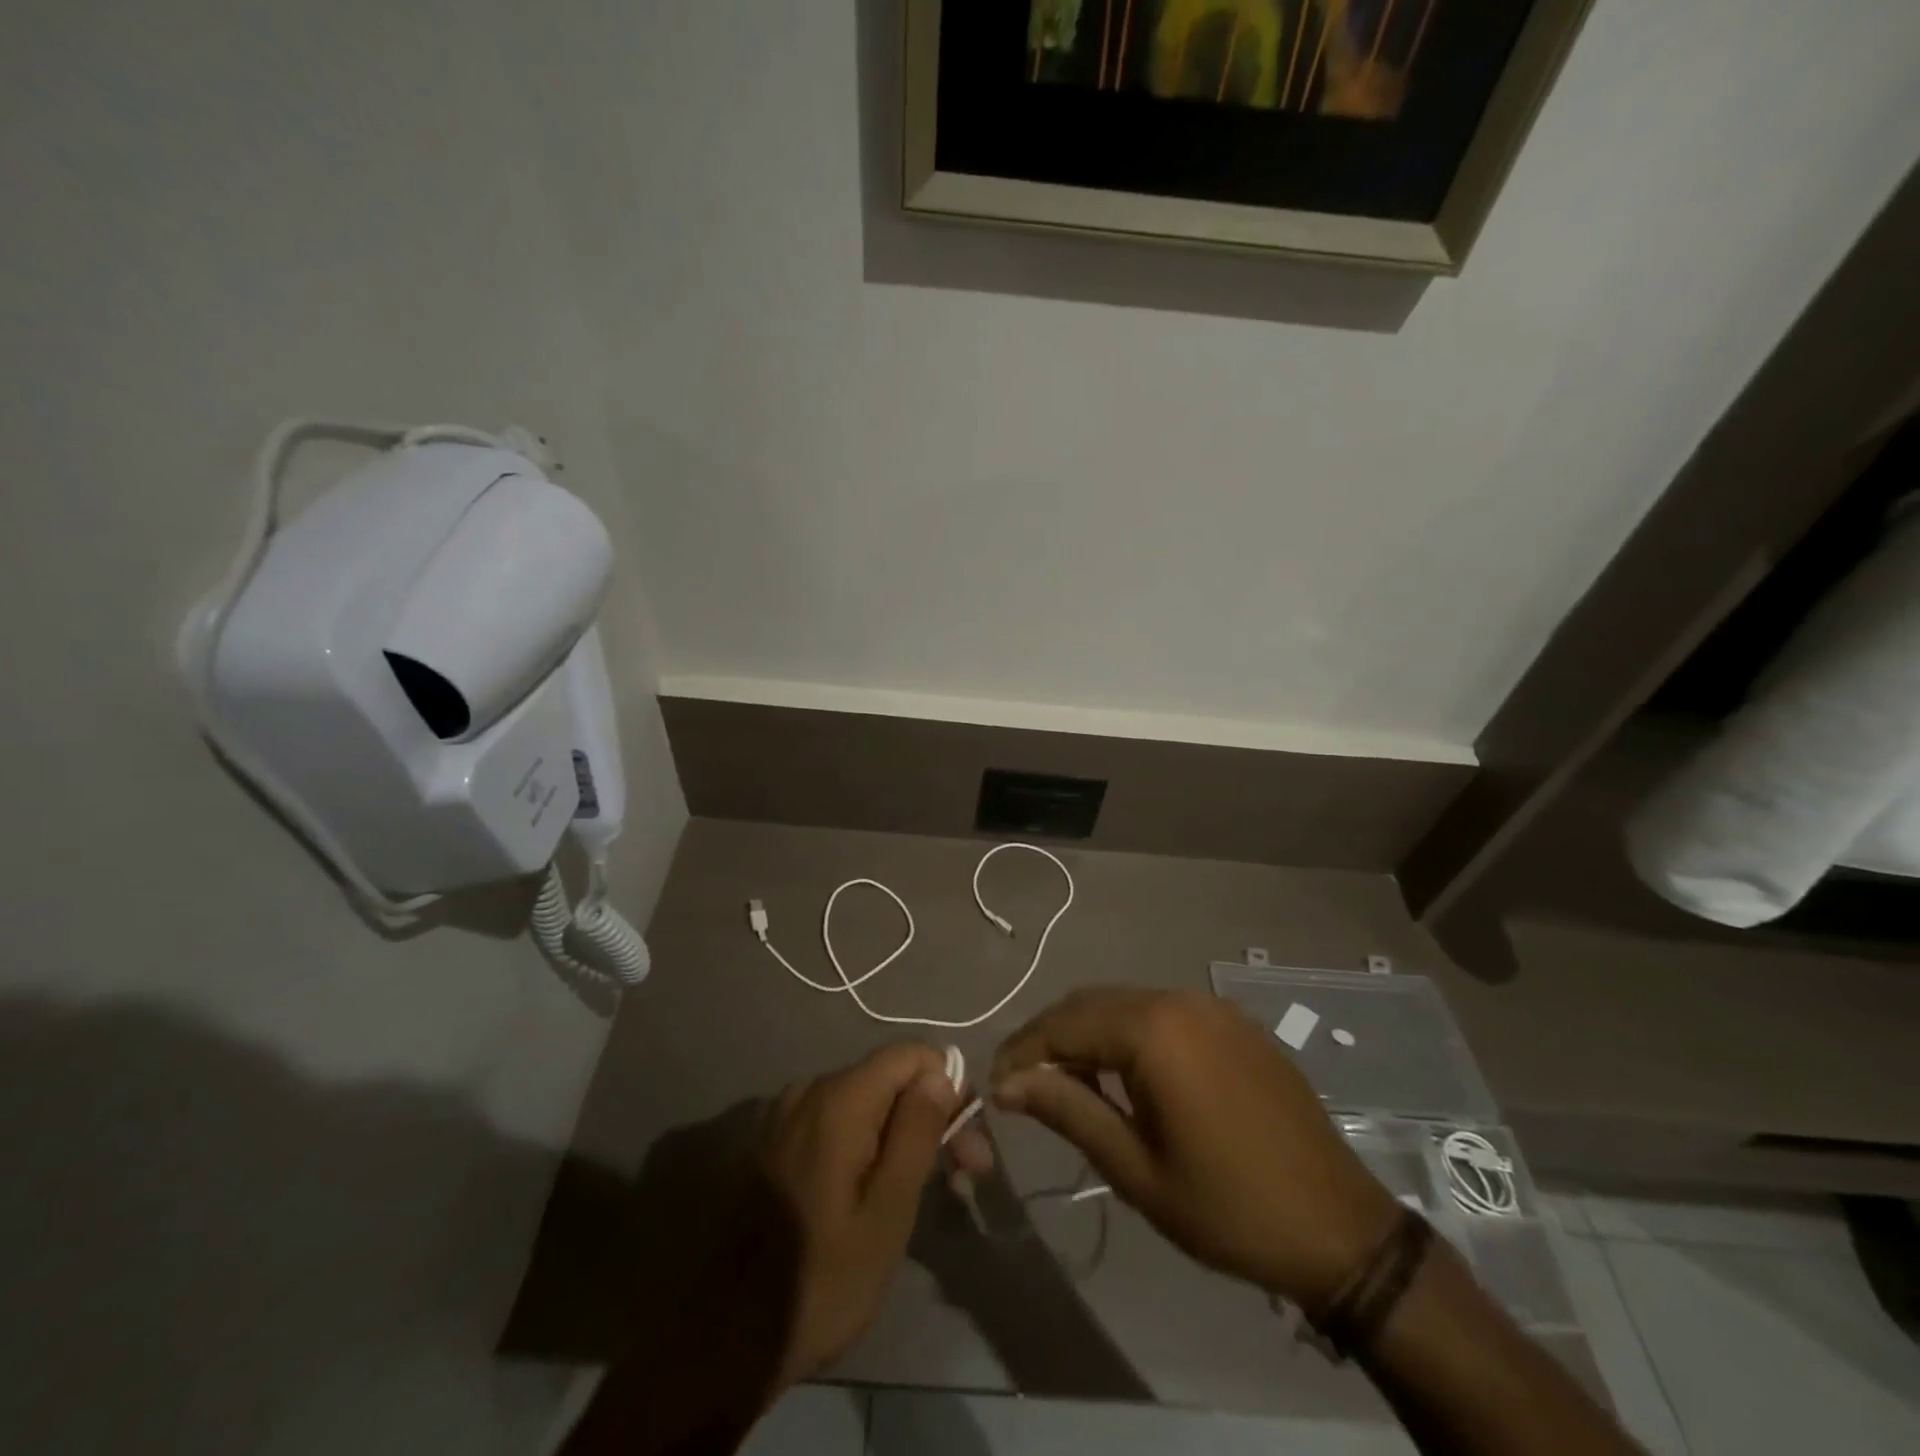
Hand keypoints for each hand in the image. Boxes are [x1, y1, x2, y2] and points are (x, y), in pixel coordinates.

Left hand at [757, 1042, 973, 1389]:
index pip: (911, 1054)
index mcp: (840, 1099)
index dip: (949, 1086)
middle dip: (931, 1116)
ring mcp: (787, 1114)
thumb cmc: (819, 1282)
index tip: (967, 1143)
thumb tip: (941, 1073)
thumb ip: (916, 1133)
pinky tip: (877, 1190)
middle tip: (965, 1176)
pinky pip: (835, 1122)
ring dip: (901, 1133)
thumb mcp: (887, 1214)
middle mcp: (811, 1090)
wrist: (723, 1340)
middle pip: (889, 1078)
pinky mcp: (775, 1141)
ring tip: (927, 1191)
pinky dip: (866, 1143)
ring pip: (865, 1101)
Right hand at [992, 988, 1398, 1312]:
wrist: (1341, 1228)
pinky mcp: (1232, 1022)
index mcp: (1154, 1029)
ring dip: (1088, 1034)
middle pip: (1091, 1004)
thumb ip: (1068, 1111)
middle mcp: (1179, 999)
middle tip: (1022, 1083)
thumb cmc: (1229, 1207)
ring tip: (1066, 1082)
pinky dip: (1128, 1033)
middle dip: (1050, 1038)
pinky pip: (1162, 1012)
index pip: (1063, 1024)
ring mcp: (1211, 1005)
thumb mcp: (1137, 1169)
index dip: (1022, 1052)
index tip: (993, 1085)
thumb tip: (1006, 1084)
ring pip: (1125, 1003)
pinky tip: (1124, 1073)